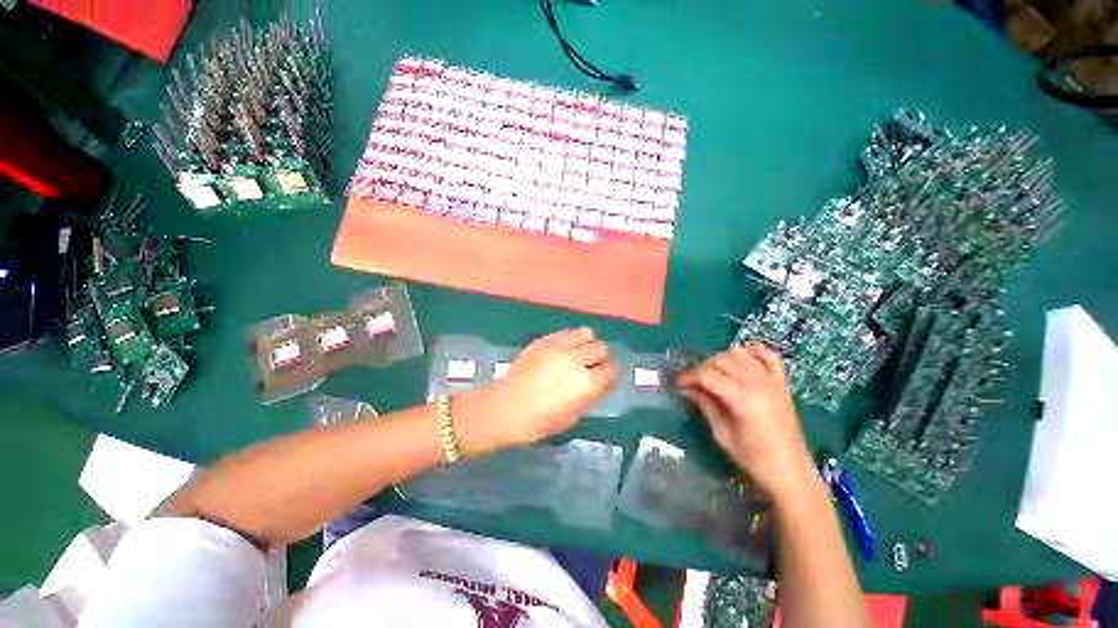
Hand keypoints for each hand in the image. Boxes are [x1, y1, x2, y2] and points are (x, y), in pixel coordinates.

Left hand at [456, 328, 618, 454]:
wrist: (503, 409)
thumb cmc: (538, 422)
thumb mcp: (572, 416)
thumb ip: (591, 395)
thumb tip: (602, 382)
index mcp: (586, 384)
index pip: (611, 370)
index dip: (610, 375)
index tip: (605, 379)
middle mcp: (576, 360)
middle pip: (601, 348)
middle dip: (600, 359)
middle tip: (590, 368)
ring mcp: (559, 347)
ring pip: (587, 333)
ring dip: (587, 344)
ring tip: (578, 354)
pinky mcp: (545, 340)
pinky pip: (567, 332)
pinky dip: (571, 339)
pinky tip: (563, 350)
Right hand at [676, 343, 816, 499]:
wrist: (791, 471)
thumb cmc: (754, 458)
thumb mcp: (722, 434)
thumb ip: (705, 405)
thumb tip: (687, 389)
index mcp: (744, 400)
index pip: (708, 375)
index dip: (689, 376)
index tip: (679, 383)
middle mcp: (759, 384)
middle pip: (722, 360)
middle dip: (702, 367)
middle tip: (693, 381)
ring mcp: (773, 381)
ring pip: (740, 354)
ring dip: (722, 358)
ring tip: (713, 372)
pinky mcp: (782, 383)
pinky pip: (768, 356)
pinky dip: (752, 352)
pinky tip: (740, 358)